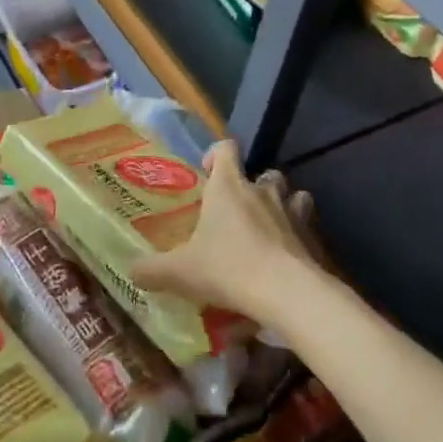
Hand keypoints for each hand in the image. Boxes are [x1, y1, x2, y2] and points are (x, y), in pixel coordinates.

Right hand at [131, 141, 328, 328]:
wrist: (286, 292)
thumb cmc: (228, 268)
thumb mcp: (180, 272)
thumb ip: (152, 270)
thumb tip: (131, 271)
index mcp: (228, 186)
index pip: (227, 148)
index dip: (218, 155)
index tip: (208, 172)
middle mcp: (261, 190)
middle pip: (262, 172)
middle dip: (252, 185)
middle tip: (237, 210)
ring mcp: (291, 211)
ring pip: (291, 193)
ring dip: (281, 203)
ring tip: (268, 226)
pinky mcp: (312, 236)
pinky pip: (306, 224)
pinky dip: (298, 232)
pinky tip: (287, 253)